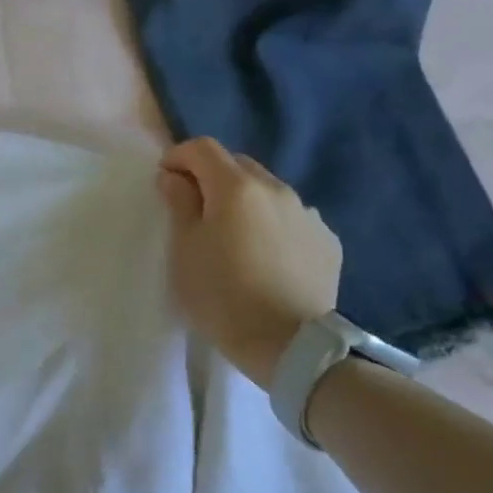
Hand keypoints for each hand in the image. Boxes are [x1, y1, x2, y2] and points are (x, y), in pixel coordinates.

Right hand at [156, 139, 340, 389]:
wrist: (289, 345)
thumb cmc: (222, 295)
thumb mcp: (184, 250)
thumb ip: (179, 204)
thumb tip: (174, 177)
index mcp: (236, 187)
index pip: (203, 148)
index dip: (178, 156)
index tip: (164, 180)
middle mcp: (277, 189)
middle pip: (238, 165)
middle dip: (212, 176)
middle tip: (195, 208)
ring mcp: (308, 214)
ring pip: (268, 191)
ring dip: (245, 201)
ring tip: (234, 236)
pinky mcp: (327, 241)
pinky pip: (291, 218)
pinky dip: (272, 225)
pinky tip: (266, 256)